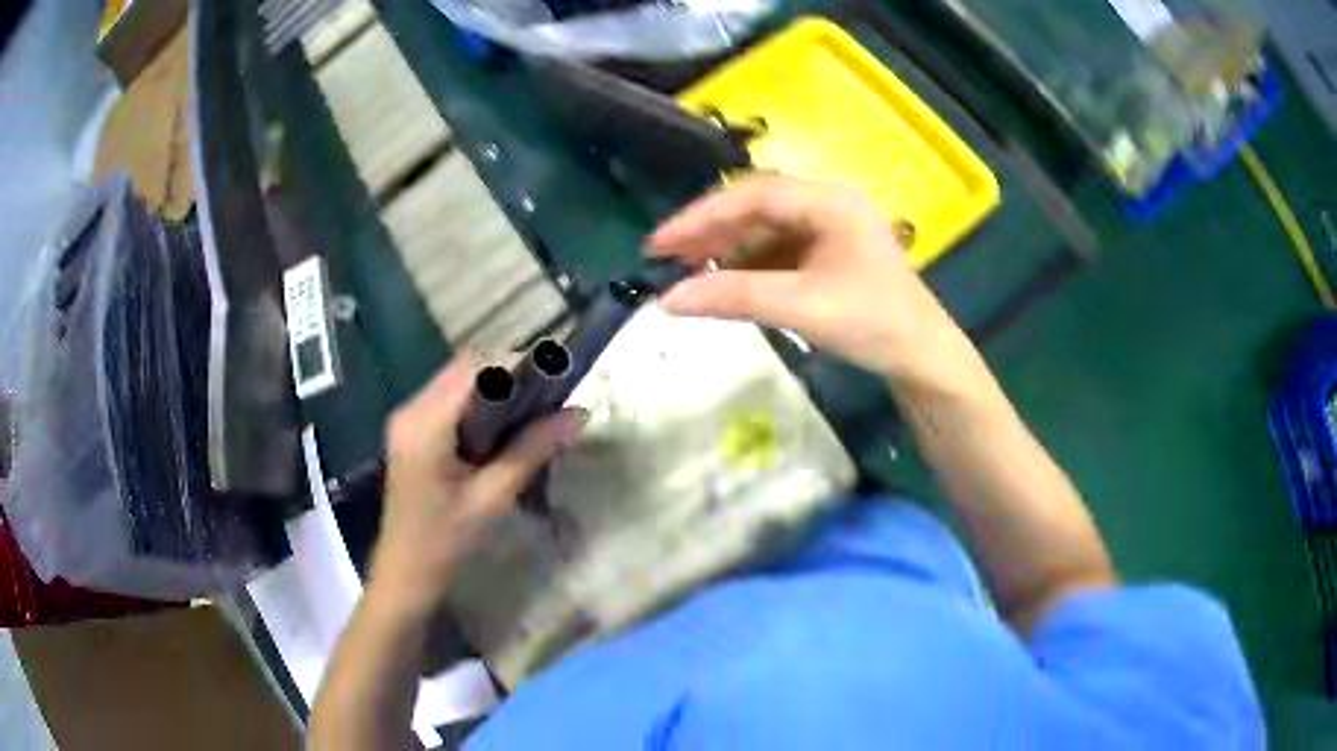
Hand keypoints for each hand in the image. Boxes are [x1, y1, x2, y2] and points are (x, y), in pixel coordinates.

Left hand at [368, 358, 586, 617]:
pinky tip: (503, 429)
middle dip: (509, 375)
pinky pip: (450, 400)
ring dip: (496, 389)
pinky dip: (480, 404)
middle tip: (549, 399)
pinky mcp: (411, 431)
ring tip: (532, 413)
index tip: (555, 379)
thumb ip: (532, 450)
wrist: (405, 574)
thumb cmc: (446, 542)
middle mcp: (411, 410)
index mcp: (425, 424)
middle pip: (465, 368)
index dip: (516, 364)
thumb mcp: (492, 498)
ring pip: (458, 381)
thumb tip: (578, 414)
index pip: (473, 368)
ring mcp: (407, 419)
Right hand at [647, 173, 963, 381]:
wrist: (923, 358)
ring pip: (763, 229)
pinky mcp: (827, 254)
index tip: (659, 244)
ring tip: (687, 273)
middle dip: (710, 232)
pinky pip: (776, 251)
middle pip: (755, 208)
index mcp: (829, 201)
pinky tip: (724, 283)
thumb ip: (735, 297)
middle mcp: (827, 205)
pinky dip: (747, 266)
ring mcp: (828, 229)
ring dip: (725, 249)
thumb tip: (667, 300)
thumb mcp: (803, 307)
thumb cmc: (875, 324)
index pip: (752, 195)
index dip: (701, 217)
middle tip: (665, 258)